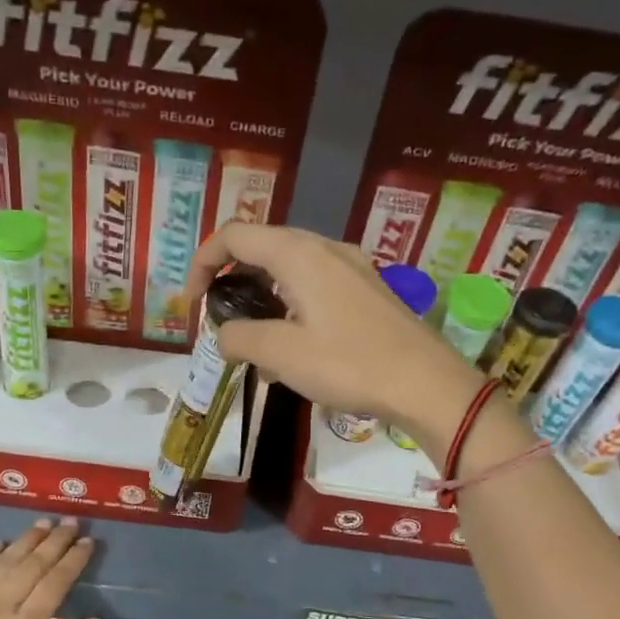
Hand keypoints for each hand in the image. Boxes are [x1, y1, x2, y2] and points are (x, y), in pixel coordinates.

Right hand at [184, 222, 483, 449]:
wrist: (426, 383)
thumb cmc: (349, 364)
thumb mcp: (281, 354)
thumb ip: (240, 337)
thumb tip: (223, 335)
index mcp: (298, 254)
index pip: (234, 235)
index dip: (203, 262)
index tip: (193, 303)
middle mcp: (325, 248)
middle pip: (262, 247)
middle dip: (232, 280)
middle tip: (221, 319)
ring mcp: (352, 267)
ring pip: (290, 269)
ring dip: (263, 298)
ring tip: (257, 346)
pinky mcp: (368, 290)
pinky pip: (316, 287)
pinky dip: (291, 308)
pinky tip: (295, 352)